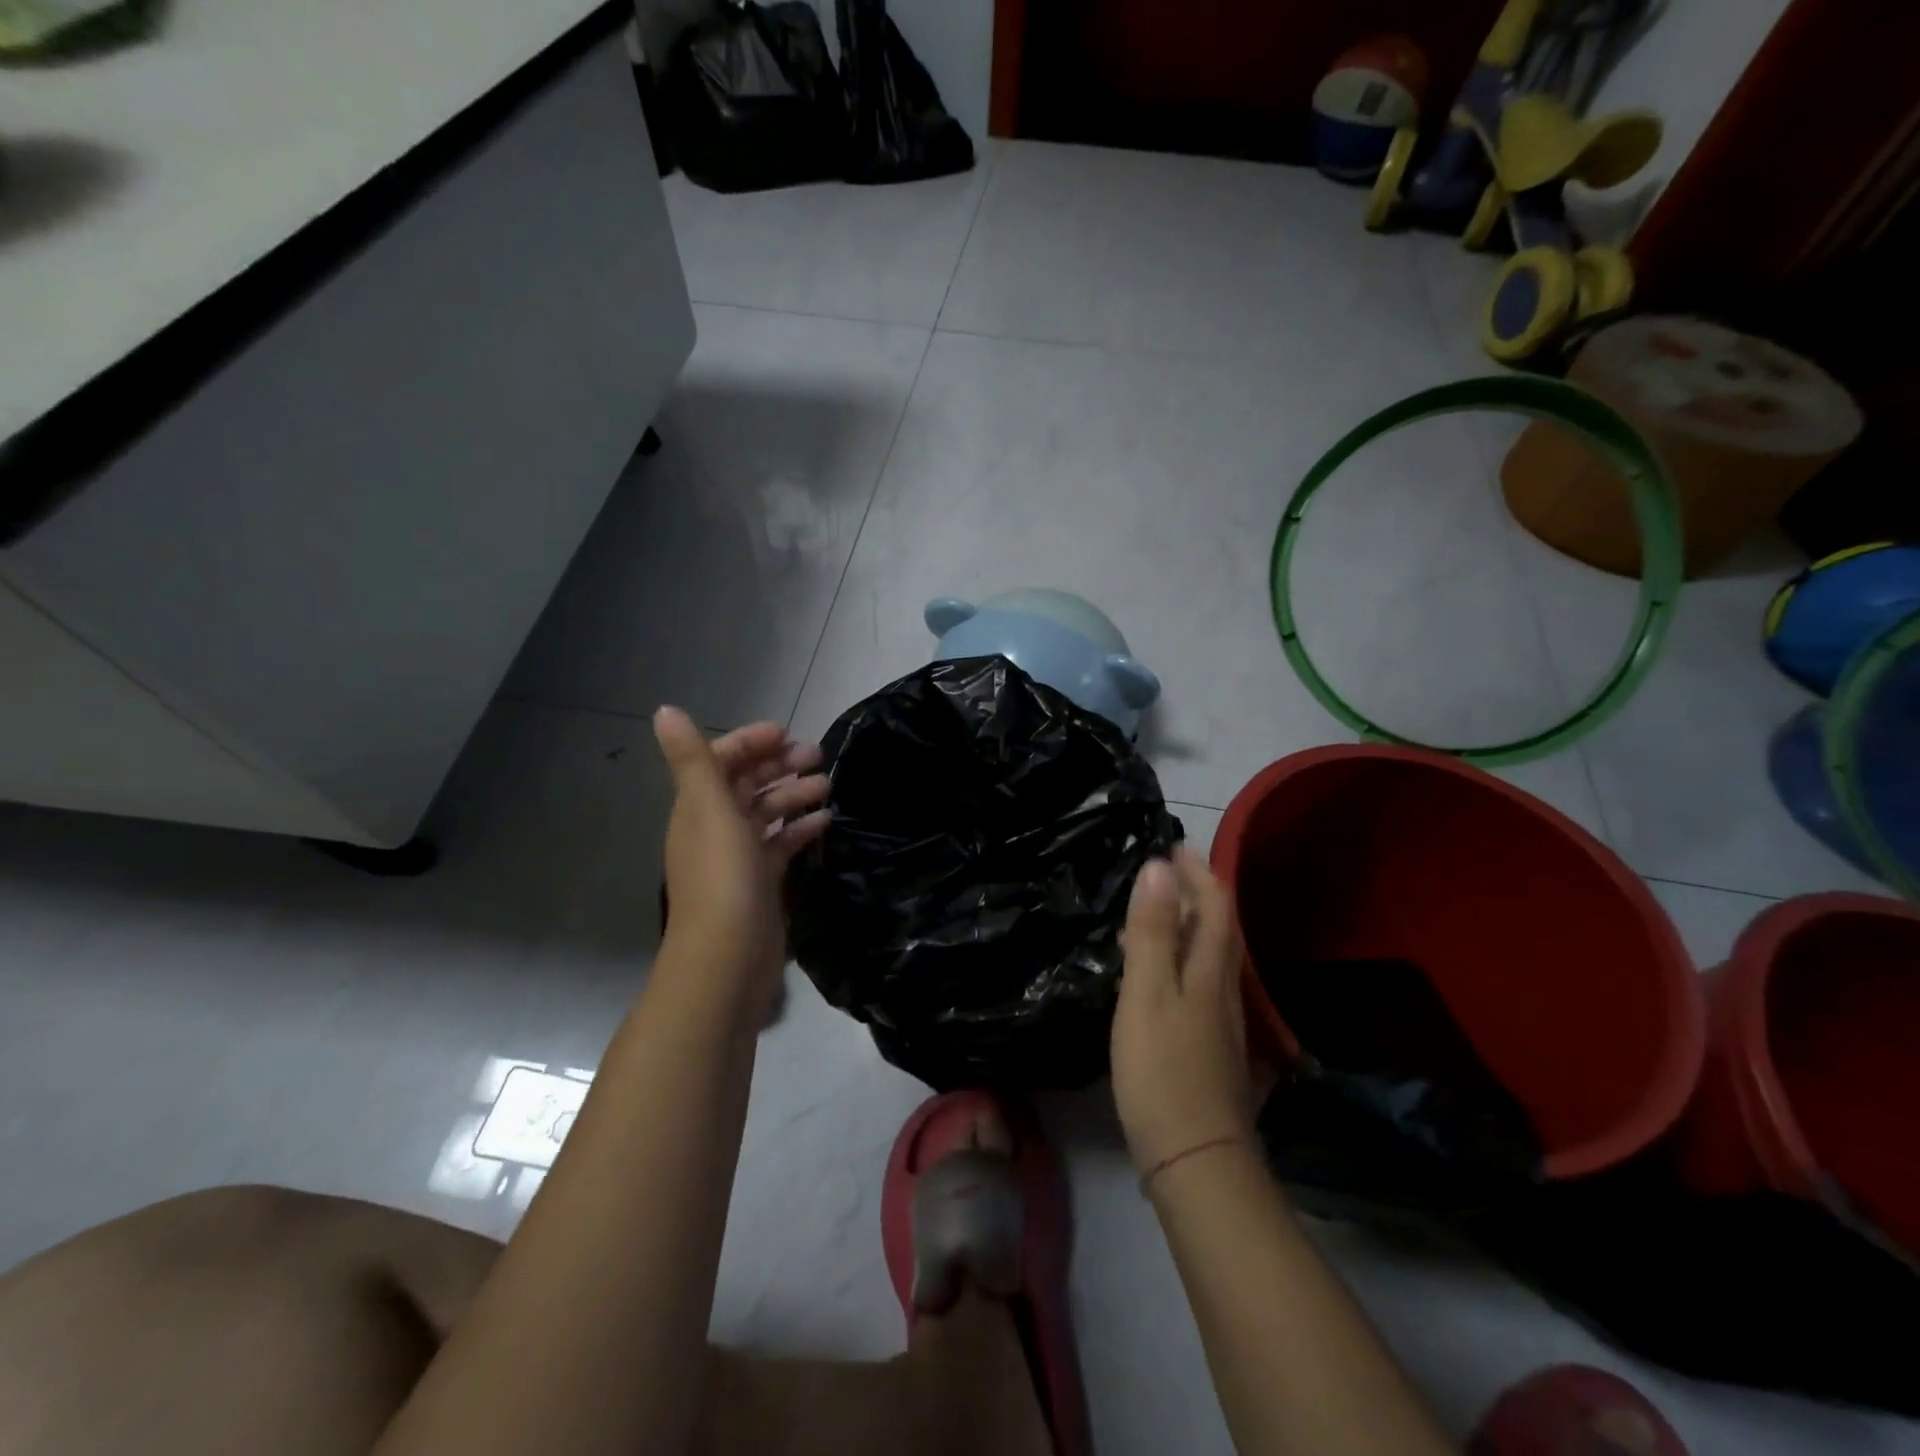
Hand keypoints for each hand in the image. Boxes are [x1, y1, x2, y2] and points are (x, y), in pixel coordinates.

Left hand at [653, 706, 829, 994]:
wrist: (729, 956)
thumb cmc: (722, 875)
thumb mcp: (708, 807)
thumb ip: (692, 759)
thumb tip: (664, 710)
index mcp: (698, 807)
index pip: (720, 761)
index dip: (750, 742)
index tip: (787, 735)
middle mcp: (715, 827)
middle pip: (747, 784)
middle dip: (780, 765)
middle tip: (818, 756)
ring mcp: (739, 857)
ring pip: (768, 813)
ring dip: (794, 794)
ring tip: (828, 786)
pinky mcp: (762, 881)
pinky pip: (782, 844)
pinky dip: (801, 829)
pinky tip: (826, 821)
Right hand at [1111, 848, 1254, 1178]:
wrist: (1195, 1159)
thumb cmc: (1163, 1070)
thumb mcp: (1147, 994)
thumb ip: (1152, 932)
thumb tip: (1159, 868)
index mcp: (1209, 971)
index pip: (1215, 906)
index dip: (1198, 872)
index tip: (1174, 846)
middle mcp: (1223, 991)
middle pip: (1219, 930)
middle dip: (1197, 894)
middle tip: (1165, 873)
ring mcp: (1220, 1023)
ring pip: (1210, 958)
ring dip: (1187, 926)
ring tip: (1153, 915)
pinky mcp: (1210, 1049)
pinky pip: (1198, 984)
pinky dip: (1181, 960)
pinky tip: (1158, 977)